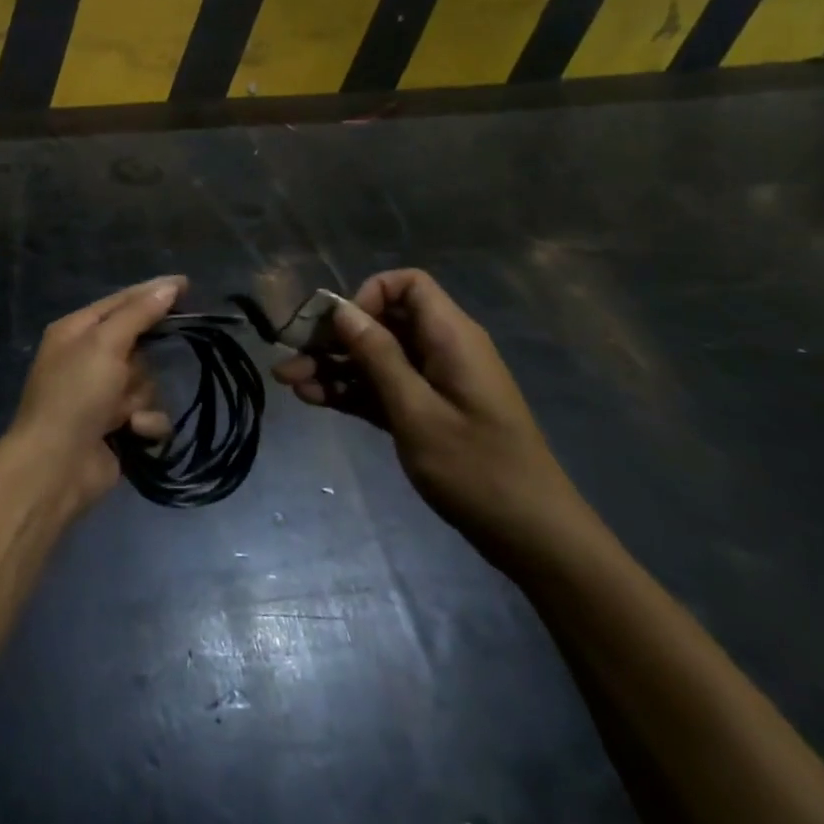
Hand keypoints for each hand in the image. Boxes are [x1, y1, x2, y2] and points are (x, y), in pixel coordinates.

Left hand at [10, 276, 181, 511]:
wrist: (55, 467)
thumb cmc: (75, 394)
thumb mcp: (105, 344)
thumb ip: (139, 313)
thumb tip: (170, 284)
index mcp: (77, 331)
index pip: (122, 301)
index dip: (153, 292)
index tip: (187, 285)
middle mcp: (89, 358)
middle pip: (139, 345)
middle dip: (140, 364)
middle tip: (127, 373)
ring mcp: (103, 395)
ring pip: (147, 381)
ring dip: (140, 397)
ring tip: (121, 413)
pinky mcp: (118, 426)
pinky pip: (150, 413)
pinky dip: (145, 423)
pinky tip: (132, 432)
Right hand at [274, 269, 592, 563]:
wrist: (534, 537)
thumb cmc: (477, 469)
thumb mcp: (417, 411)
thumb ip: (378, 357)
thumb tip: (342, 310)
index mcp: (450, 336)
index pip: (406, 285)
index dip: (368, 296)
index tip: (340, 328)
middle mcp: (441, 350)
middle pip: (382, 323)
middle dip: (334, 337)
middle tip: (290, 357)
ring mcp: (434, 383)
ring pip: (376, 357)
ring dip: (333, 367)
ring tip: (289, 383)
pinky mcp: (428, 412)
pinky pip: (383, 388)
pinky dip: (351, 391)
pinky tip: (313, 400)